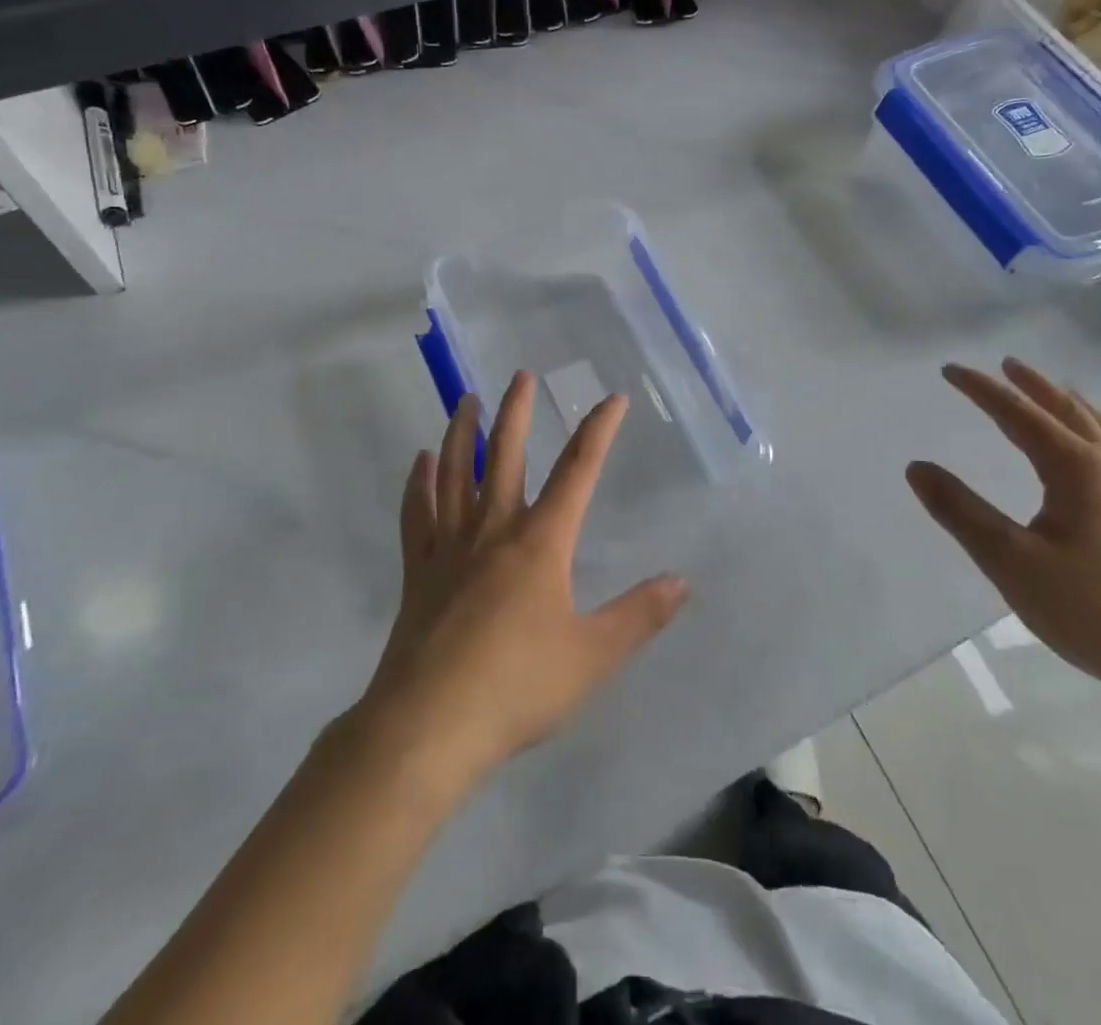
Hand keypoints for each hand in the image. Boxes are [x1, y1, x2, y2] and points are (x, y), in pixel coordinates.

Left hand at [351, 372, 688, 795]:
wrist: (428, 726)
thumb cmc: (517, 687)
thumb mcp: (592, 656)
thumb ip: (638, 616)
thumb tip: (682, 581)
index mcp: (540, 543)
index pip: (577, 472)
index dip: (598, 432)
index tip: (611, 399)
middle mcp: (494, 531)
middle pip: (506, 456)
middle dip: (517, 412)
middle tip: (520, 375)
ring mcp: (450, 548)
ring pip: (455, 474)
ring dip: (462, 433)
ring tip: (466, 399)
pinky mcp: (418, 572)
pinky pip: (418, 515)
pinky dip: (419, 484)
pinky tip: (420, 462)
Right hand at [906, 357, 1100, 711]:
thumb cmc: (1094, 611)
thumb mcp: (1011, 561)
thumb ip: (961, 512)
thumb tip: (916, 467)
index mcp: (1078, 471)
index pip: (1020, 415)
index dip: (982, 390)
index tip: (949, 370)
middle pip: (1069, 412)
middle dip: (1033, 386)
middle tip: (1006, 364)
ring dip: (1071, 405)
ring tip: (1055, 393)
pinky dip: (1098, 432)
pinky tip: (1097, 454)